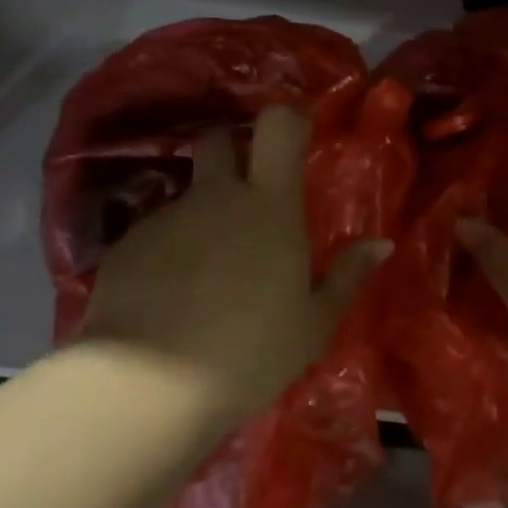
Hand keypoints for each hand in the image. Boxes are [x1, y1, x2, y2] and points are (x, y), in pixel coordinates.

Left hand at [79, 106, 389, 425]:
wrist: (146, 387)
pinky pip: (156, 233)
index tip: (295, 137)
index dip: (287, 119)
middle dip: (232, 152)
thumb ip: (347, 277)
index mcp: (269, 205)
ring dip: (202, 215)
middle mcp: (216, 197)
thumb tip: (381, 244)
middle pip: (218, 141)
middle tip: (246, 194)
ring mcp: (167, 217)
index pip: (277, 126)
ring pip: (188, 194)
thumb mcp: (313, 324)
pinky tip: (169, 298)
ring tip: (206, 272)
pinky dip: (168, 251)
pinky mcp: (127, 246)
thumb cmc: (249, 351)